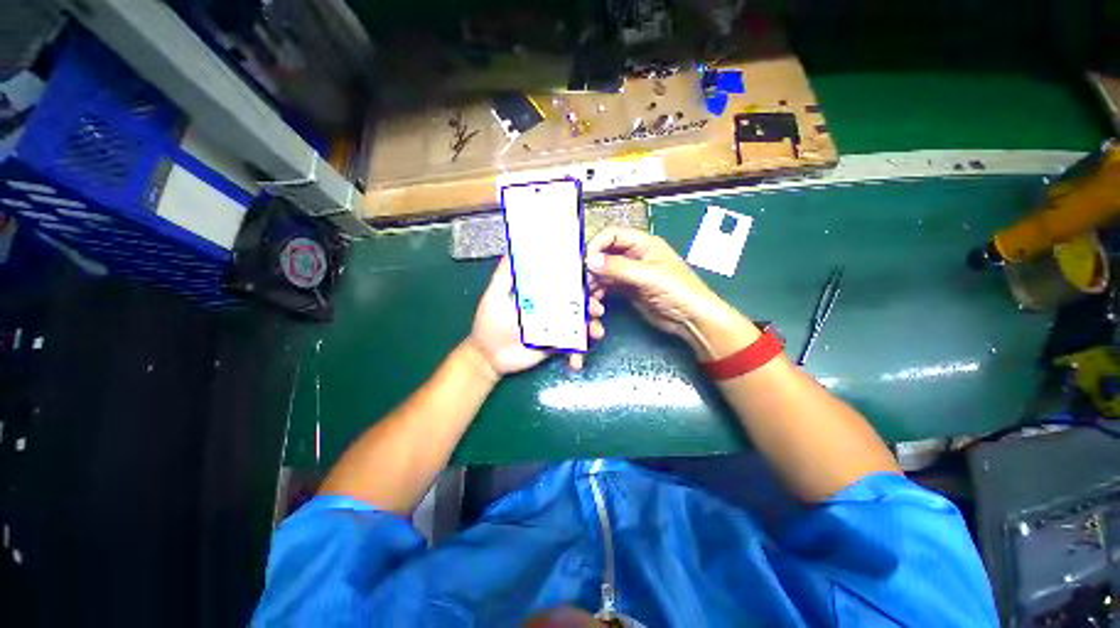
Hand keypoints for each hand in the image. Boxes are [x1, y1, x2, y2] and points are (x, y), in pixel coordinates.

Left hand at [467, 257, 604, 376]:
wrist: (488, 356)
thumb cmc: (490, 323)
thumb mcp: (495, 296)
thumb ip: (505, 276)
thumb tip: (512, 250)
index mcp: (539, 294)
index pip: (563, 284)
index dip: (578, 281)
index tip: (591, 279)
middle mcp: (551, 309)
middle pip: (576, 304)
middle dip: (590, 305)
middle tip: (597, 309)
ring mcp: (555, 328)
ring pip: (579, 324)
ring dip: (591, 327)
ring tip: (596, 332)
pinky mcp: (555, 345)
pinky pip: (572, 346)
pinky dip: (578, 353)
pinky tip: (576, 362)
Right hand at [585, 227, 756, 359]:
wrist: (691, 320)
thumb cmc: (678, 291)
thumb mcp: (648, 276)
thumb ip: (618, 267)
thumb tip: (590, 260)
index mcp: (643, 244)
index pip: (612, 235)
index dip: (597, 245)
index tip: (585, 262)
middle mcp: (634, 256)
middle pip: (604, 254)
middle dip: (593, 268)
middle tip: (584, 283)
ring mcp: (630, 274)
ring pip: (603, 272)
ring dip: (594, 284)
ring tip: (591, 297)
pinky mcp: (628, 290)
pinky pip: (607, 287)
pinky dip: (600, 293)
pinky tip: (598, 303)